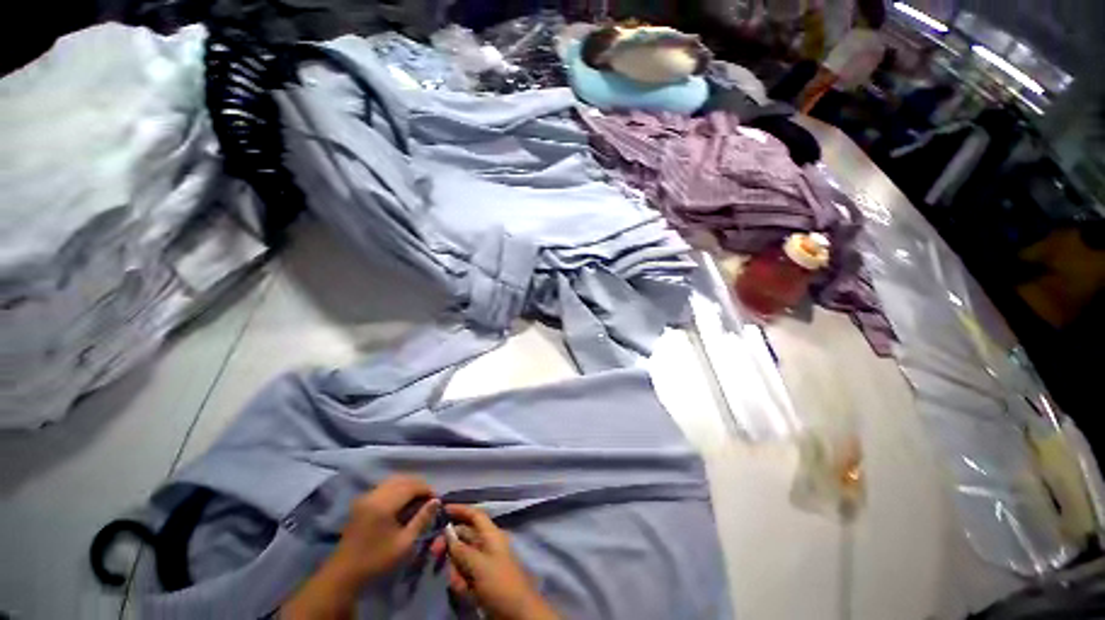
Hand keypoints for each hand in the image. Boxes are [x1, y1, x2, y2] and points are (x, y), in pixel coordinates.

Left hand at [281, 476, 437, 619]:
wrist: (343, 573)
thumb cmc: (376, 560)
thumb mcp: (404, 543)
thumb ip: (421, 519)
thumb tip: (436, 501)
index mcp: (384, 504)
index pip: (412, 486)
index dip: (427, 489)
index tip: (436, 500)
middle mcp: (374, 495)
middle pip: (402, 479)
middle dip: (418, 485)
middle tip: (428, 499)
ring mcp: (366, 497)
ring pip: (393, 480)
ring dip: (408, 485)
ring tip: (417, 499)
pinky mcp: (361, 501)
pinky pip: (384, 486)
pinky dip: (397, 488)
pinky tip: (402, 501)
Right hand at [430, 504, 558, 619]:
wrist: (517, 613)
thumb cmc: (500, 583)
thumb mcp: (479, 565)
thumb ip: (462, 550)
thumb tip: (448, 534)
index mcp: (491, 535)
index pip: (475, 515)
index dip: (460, 509)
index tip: (442, 508)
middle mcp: (487, 545)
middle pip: (463, 537)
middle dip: (450, 546)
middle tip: (434, 553)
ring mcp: (483, 563)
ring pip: (460, 558)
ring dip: (455, 571)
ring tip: (460, 585)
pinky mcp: (480, 580)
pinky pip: (464, 576)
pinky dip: (461, 584)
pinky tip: (465, 593)